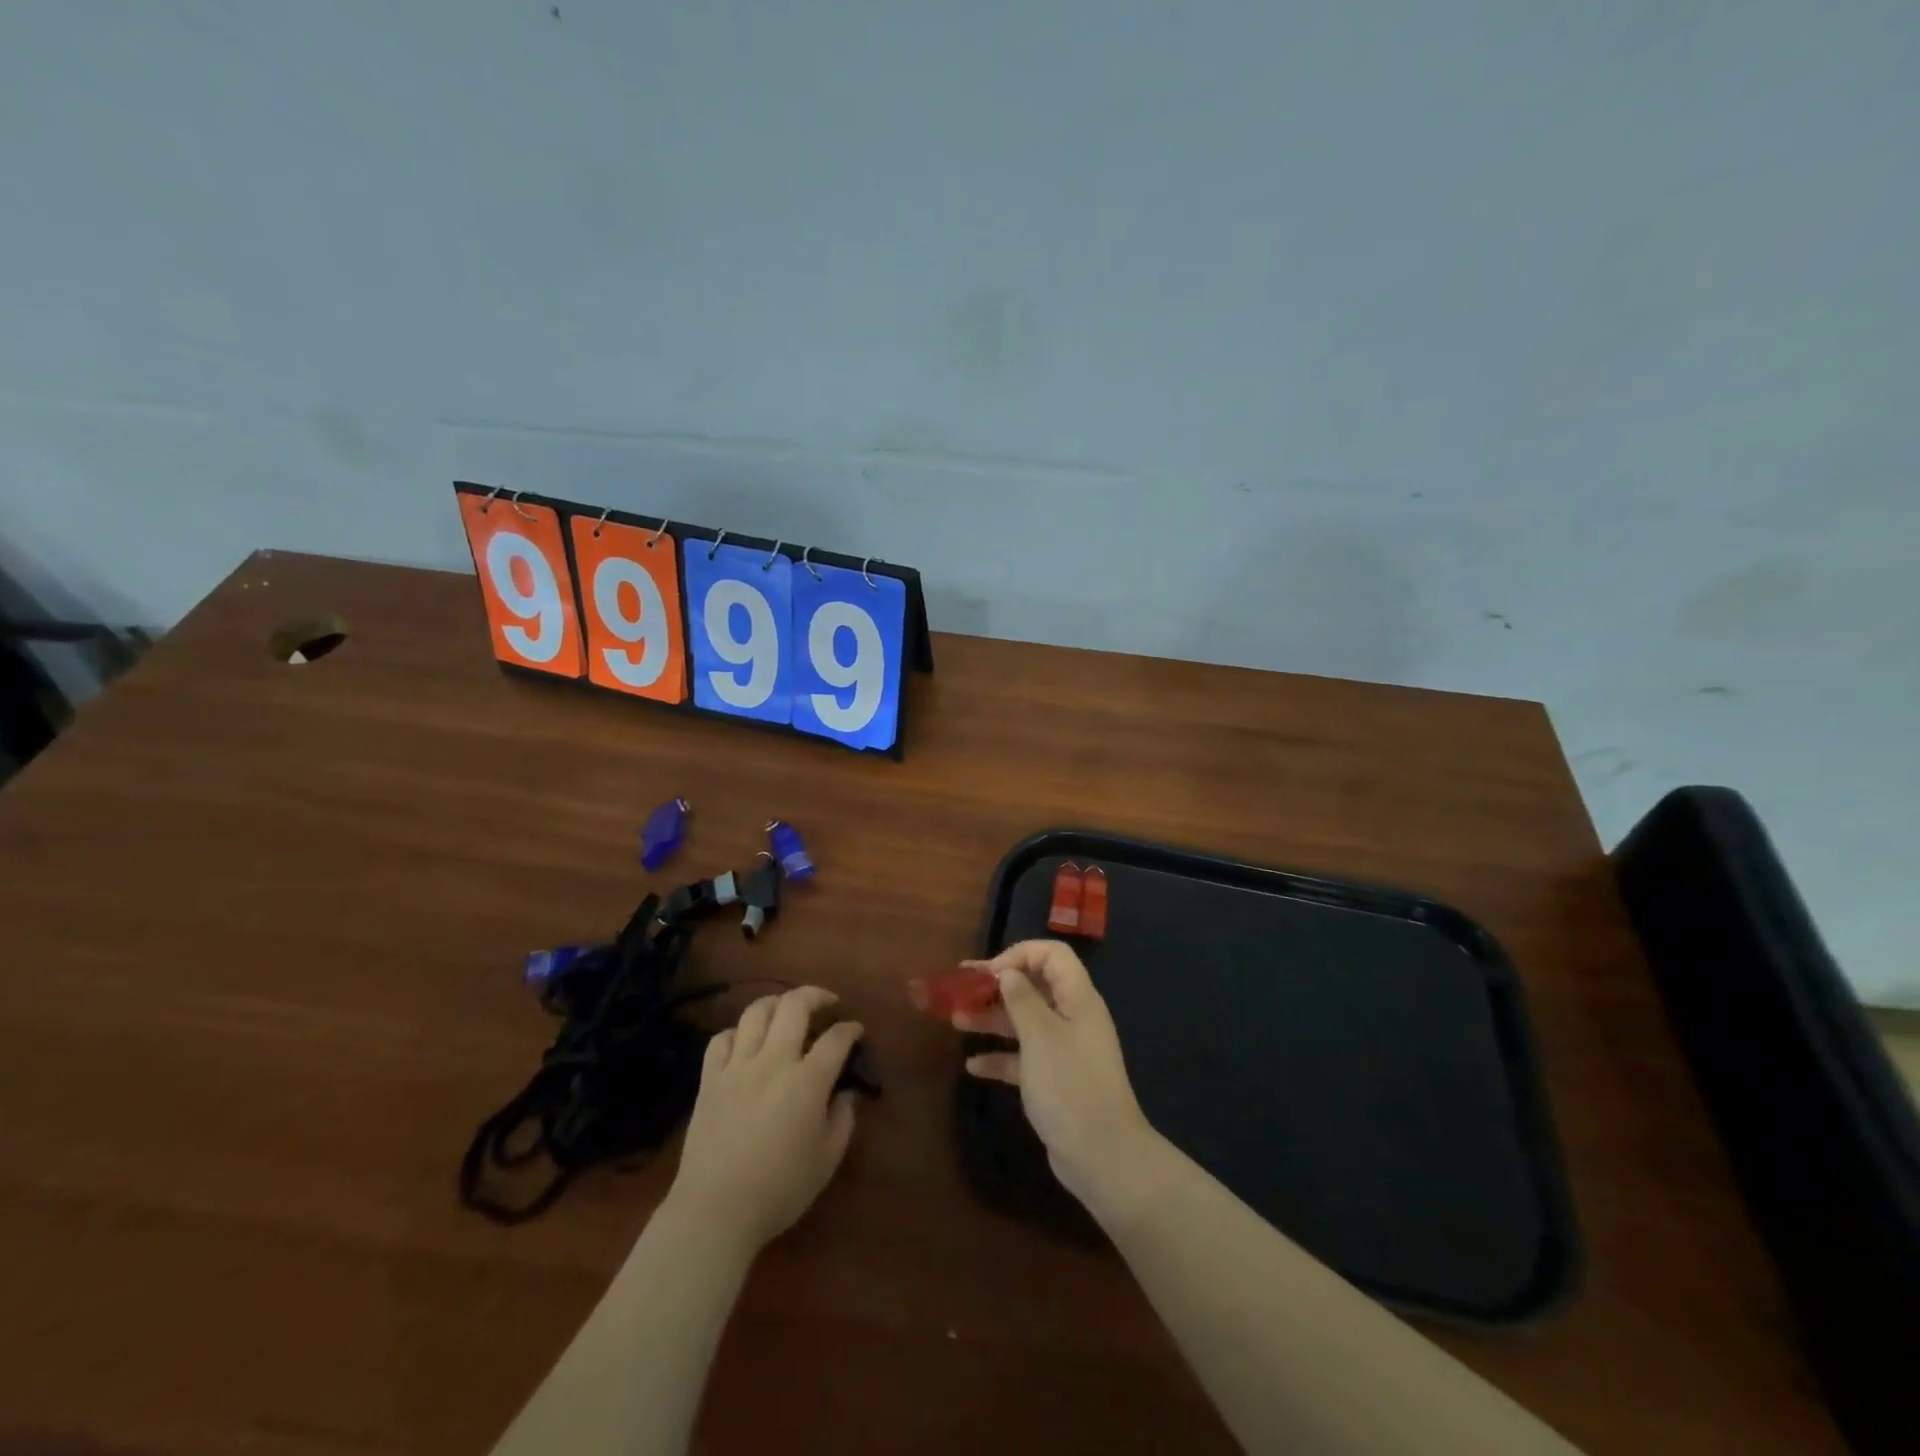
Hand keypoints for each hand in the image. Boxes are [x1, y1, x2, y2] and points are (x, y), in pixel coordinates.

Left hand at [665, 985, 863, 1255]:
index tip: (857, 1031)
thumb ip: (843, 1120)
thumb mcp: (826, 1160)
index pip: (836, 1038)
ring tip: (786, 1011)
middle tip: (827, 1003)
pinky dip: (736, 1033)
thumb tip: (847, 1093)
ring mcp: (737, 1067)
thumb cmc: (779, 1190)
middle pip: (794, 1005)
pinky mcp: (710, 1080)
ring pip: (755, 1013)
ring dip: (776, 1003)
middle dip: (816, 995)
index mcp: (807, 1081)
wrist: (715, 1211)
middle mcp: (773, 1061)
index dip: (851, 1029)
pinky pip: (720, 1039)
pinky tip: (745, 1042)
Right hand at [956, 940, 1157, 1213]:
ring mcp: (1064, 1051)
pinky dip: (1000, 1057)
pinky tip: (973, 1065)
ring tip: (956, 1020)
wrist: (1101, 1156)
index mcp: (1078, 999)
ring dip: (992, 1019)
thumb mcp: (1040, 1036)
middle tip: (959, 988)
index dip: (1019, 955)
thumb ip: (1022, 999)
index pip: (1052, 956)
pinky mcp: (1055, 1081)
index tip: (989, 973)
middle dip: (997, 986)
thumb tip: (1008, 973)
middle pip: (1034, 988)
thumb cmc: (1069, 1085)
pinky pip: (1023, 1058)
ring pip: (1024, 1023)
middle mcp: (1073, 1018)